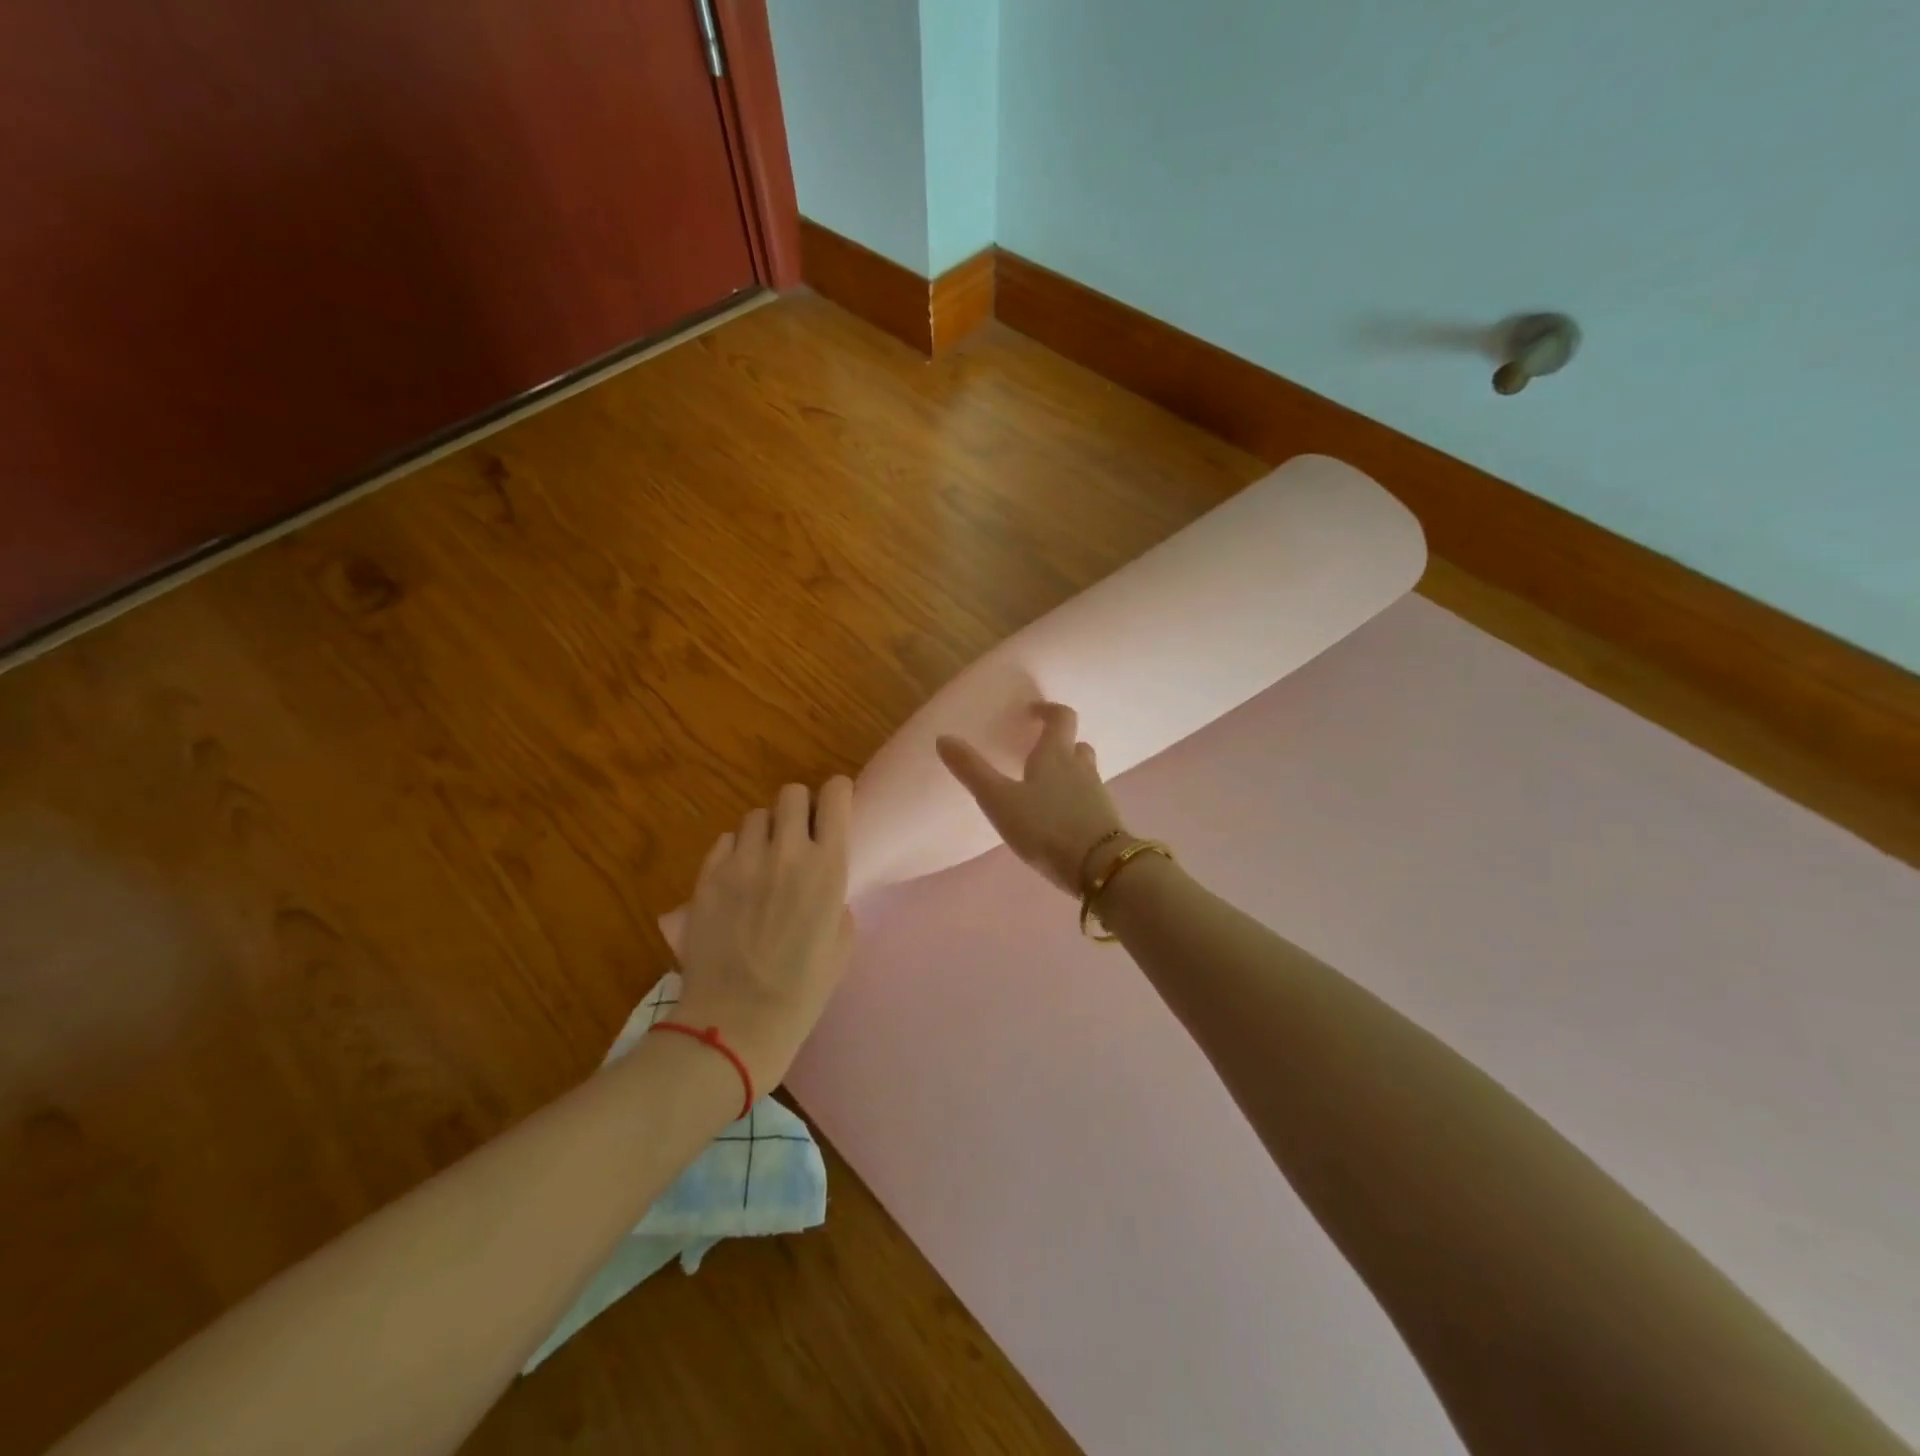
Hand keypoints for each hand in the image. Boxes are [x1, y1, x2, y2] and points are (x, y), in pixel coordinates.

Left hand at [675, 777, 854, 1088]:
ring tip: (762, 860)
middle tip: (797, 836)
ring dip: (764, 832)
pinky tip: (736, 879)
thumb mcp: (841, 940)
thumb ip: (835, 896)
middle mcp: (786, 852)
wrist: (737, 1022)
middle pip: (791, 793)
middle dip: (799, 808)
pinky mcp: (707, 877)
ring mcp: (741, 862)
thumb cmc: (802, 990)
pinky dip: (733, 852)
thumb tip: (819, 881)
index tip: (835, 807)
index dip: (836, 795)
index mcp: (827, 866)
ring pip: (755, 816)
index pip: (835, 795)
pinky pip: (724, 842)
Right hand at [937, 702, 1127, 895]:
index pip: (1061, 717)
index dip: (1047, 710)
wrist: (1098, 867)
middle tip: (1037, 753)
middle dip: (1059, 744)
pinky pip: (1089, 800)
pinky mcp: (1105, 821)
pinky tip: (1059, 818)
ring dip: (1068, 772)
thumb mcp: (999, 800)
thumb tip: (943, 738)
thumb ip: (972, 771)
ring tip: (1044, 787)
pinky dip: (1075, 800)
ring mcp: (1097, 794)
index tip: (1032, 712)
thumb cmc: (1044, 826)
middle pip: (1076, 745)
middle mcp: (1080, 768)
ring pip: (1084, 772)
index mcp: (1055, 755)